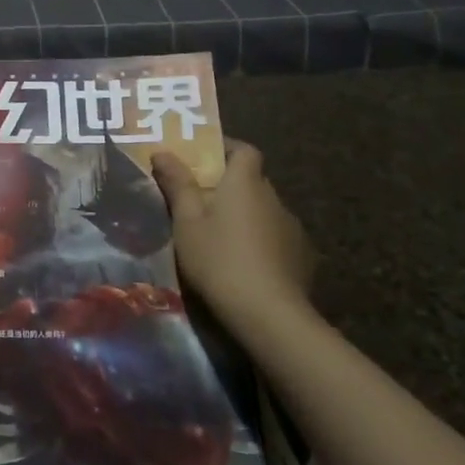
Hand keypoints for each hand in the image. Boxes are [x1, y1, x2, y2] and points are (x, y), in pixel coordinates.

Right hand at [153, 139, 314, 330]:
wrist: (269, 314)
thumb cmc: (219, 259)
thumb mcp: (187, 222)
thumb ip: (177, 184)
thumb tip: (162, 151)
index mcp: (245, 183)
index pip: (244, 150)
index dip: (225, 149)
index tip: (203, 159)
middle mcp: (273, 198)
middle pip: (253, 180)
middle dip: (230, 185)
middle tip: (202, 200)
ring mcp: (292, 228)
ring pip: (265, 210)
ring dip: (246, 215)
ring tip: (221, 236)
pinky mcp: (302, 257)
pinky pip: (277, 237)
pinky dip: (261, 240)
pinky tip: (246, 262)